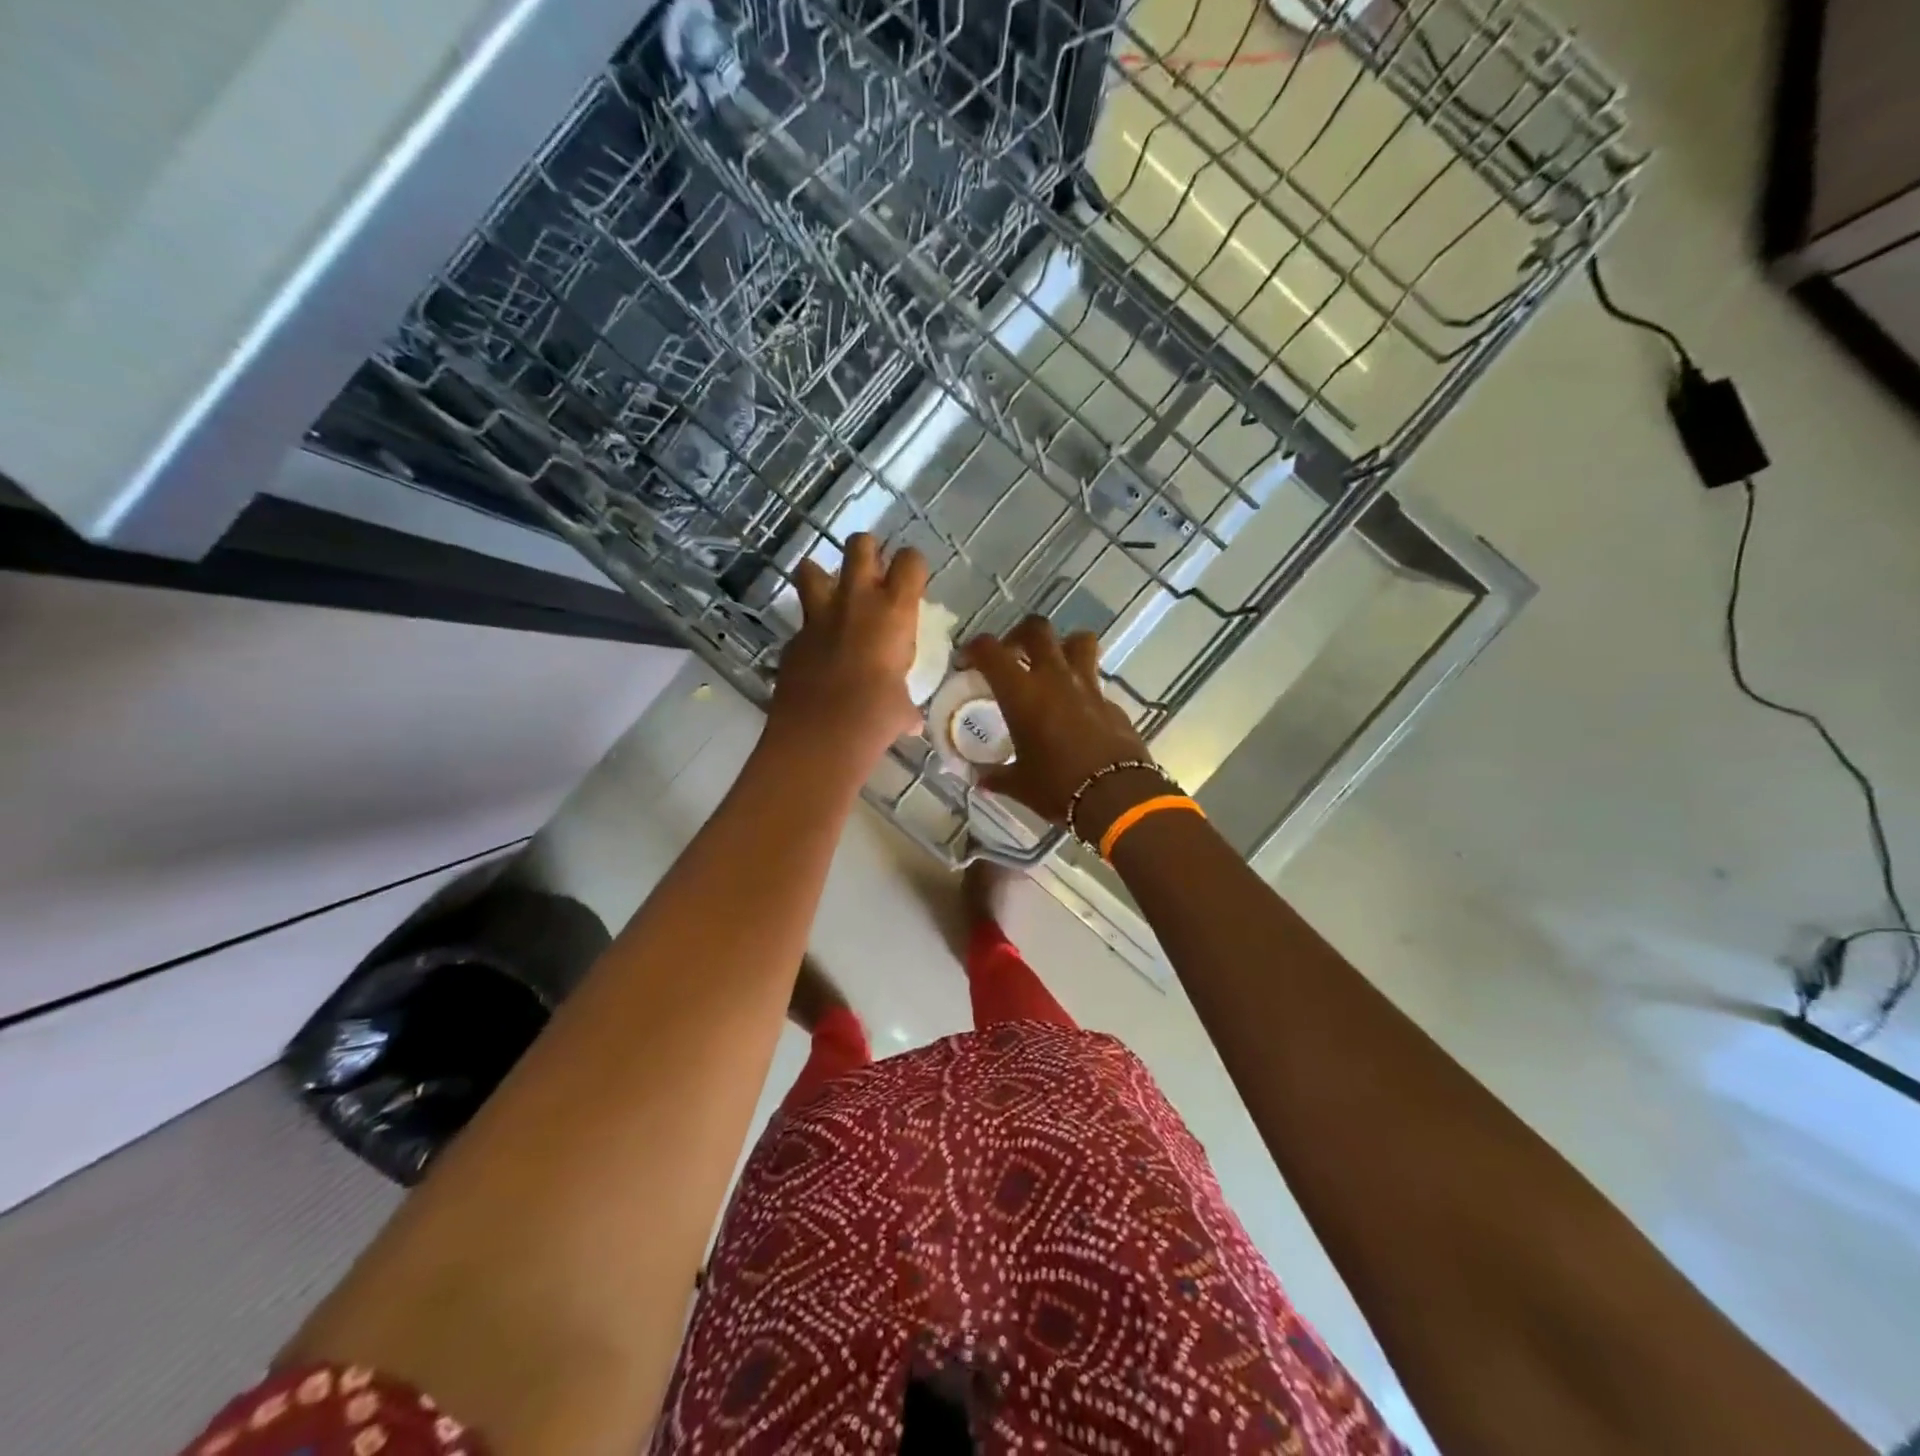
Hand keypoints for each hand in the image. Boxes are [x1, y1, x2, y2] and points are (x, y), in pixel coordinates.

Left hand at [770, 533, 929, 765]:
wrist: (821, 733)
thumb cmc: (876, 717)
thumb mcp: (902, 709)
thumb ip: (906, 705)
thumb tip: (910, 721)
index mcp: (894, 612)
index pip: (910, 562)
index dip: (912, 566)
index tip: (912, 582)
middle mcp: (856, 601)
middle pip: (859, 545)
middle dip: (866, 551)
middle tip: (872, 575)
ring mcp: (818, 617)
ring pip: (811, 568)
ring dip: (822, 576)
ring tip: (831, 596)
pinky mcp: (793, 639)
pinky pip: (802, 623)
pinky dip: (810, 632)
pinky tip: (817, 654)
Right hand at [961, 616, 1160, 839]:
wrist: (1117, 797)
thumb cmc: (1058, 787)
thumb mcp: (1019, 784)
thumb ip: (997, 776)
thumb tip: (981, 779)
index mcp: (1022, 693)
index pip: (990, 651)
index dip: (974, 649)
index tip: (966, 663)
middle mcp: (1054, 678)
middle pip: (1037, 629)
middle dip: (1019, 634)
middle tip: (1012, 655)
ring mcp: (1087, 686)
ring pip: (1077, 641)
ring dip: (1062, 645)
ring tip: (1051, 667)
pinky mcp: (1111, 702)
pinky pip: (1094, 680)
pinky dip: (1081, 685)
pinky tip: (1075, 710)